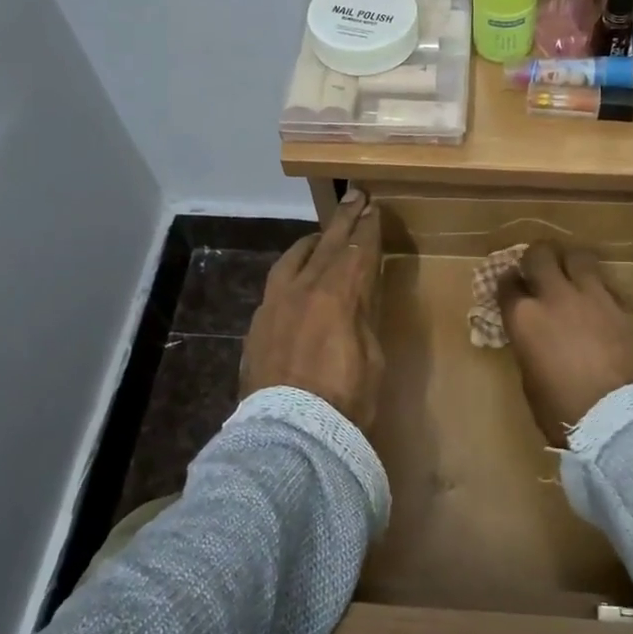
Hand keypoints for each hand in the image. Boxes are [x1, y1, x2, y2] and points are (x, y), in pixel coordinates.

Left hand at [240, 189, 385, 432]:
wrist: (288, 436)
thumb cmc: (344, 402)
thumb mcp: (372, 358)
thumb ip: (363, 319)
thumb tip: (356, 300)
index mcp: (337, 295)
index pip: (358, 250)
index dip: (368, 228)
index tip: (374, 207)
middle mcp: (303, 289)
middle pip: (327, 244)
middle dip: (344, 219)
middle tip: (356, 196)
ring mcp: (275, 305)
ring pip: (294, 259)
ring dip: (313, 242)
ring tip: (322, 234)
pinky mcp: (258, 324)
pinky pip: (276, 284)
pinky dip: (291, 271)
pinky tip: (295, 276)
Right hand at [497, 242, 632, 442]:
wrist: (619, 419)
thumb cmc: (562, 411)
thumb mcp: (531, 380)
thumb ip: (530, 348)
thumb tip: (536, 341)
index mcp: (524, 318)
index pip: (507, 284)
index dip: (508, 283)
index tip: (512, 288)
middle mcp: (556, 297)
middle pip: (540, 255)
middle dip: (535, 258)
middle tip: (538, 269)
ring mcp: (594, 298)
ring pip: (580, 257)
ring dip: (572, 263)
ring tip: (572, 274)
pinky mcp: (625, 310)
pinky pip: (609, 290)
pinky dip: (602, 296)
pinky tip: (603, 310)